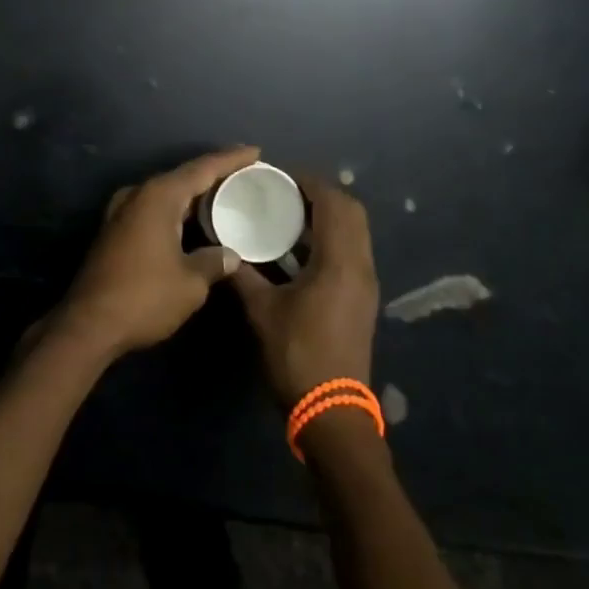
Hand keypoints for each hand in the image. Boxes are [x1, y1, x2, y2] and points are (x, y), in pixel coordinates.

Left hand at [55, 146, 260, 359]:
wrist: (88, 324)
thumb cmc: (144, 297)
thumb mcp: (190, 282)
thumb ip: (214, 261)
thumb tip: (230, 255)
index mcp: (159, 196)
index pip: (202, 168)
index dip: (231, 159)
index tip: (255, 151)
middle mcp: (138, 194)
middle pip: (183, 177)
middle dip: (214, 176)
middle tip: (245, 176)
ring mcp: (122, 212)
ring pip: (167, 194)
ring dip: (194, 196)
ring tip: (225, 197)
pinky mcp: (115, 231)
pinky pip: (154, 209)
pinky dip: (177, 211)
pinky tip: (193, 222)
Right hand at [231, 174, 379, 404]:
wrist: (333, 412)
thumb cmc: (297, 355)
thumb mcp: (262, 311)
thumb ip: (242, 274)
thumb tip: (222, 249)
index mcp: (340, 262)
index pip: (333, 203)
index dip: (309, 183)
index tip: (280, 176)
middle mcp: (360, 266)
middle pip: (351, 211)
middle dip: (322, 194)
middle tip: (286, 191)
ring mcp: (366, 283)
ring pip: (356, 231)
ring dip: (329, 215)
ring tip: (291, 213)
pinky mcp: (363, 298)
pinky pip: (353, 250)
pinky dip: (332, 237)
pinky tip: (301, 248)